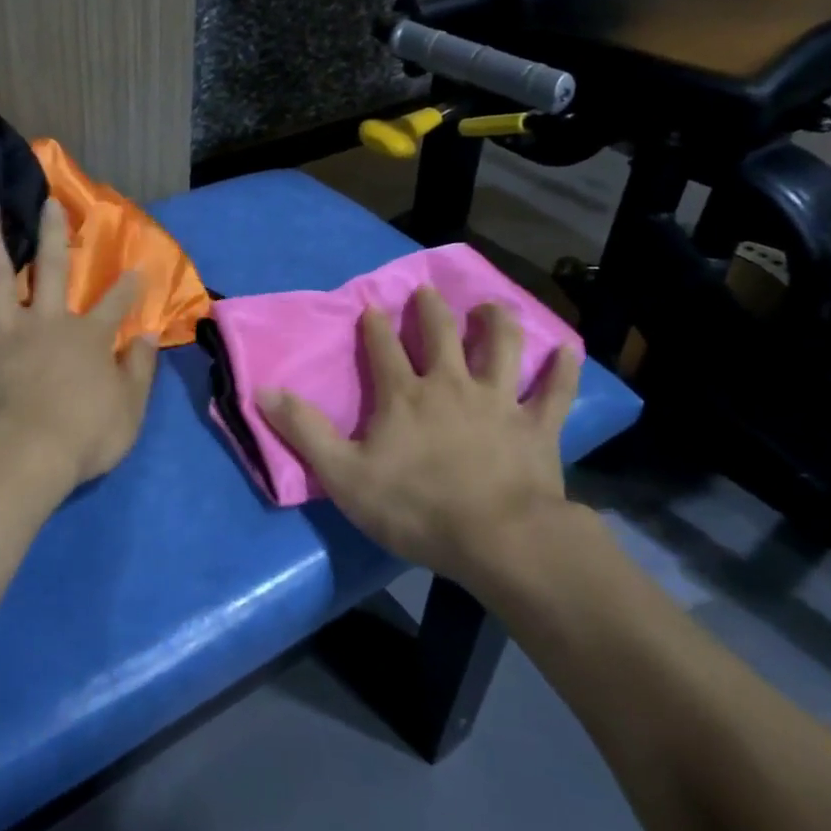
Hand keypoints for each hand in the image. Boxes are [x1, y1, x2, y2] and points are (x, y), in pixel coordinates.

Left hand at [0, 192, 158, 492]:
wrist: (22, 453)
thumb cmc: (82, 437)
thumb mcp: (129, 409)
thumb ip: (140, 370)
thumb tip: (150, 336)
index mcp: (89, 338)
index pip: (114, 305)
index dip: (128, 287)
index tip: (137, 267)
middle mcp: (48, 321)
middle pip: (53, 269)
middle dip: (55, 234)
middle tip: (50, 203)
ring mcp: (6, 327)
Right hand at [257, 288, 588, 588]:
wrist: (497, 538)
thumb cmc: (414, 508)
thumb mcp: (343, 475)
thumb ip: (304, 430)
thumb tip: (262, 390)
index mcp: (404, 395)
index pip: (382, 347)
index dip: (374, 325)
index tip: (371, 305)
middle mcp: (451, 384)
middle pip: (441, 333)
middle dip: (431, 309)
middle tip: (428, 291)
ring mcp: (498, 401)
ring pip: (501, 347)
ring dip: (496, 322)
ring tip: (492, 306)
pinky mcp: (537, 426)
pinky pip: (555, 391)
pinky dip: (562, 369)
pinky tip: (568, 348)